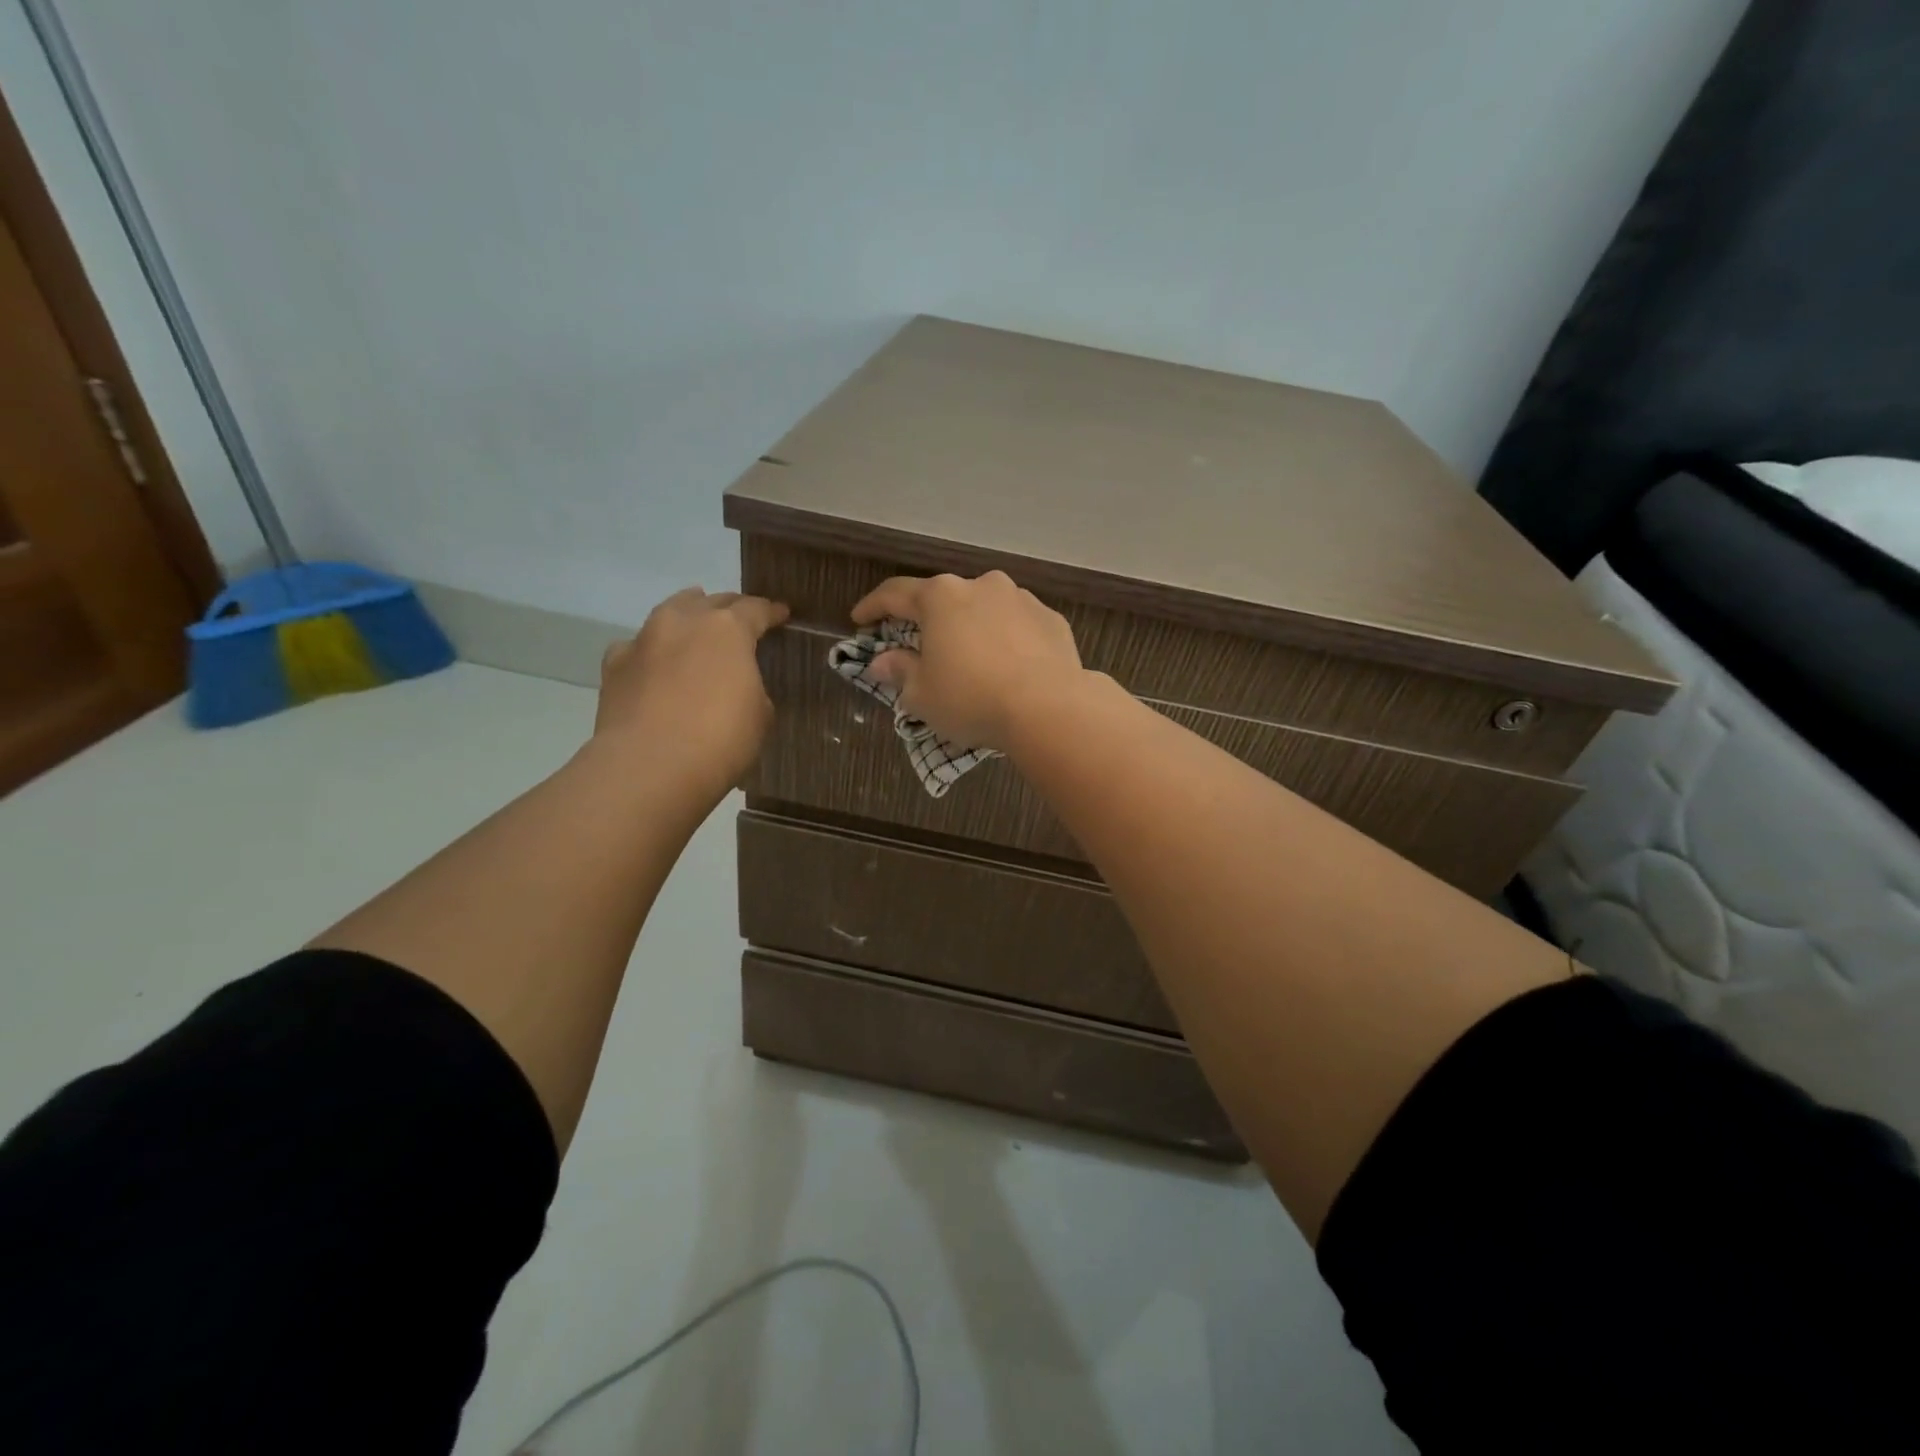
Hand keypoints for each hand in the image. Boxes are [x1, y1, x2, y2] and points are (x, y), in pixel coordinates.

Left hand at [595, 588, 789, 797]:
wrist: (650, 768)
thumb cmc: (720, 740)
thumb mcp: (760, 715)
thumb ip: (752, 688)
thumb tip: (738, 687)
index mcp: (728, 629)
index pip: (756, 609)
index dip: (771, 612)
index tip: (781, 614)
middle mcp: (684, 622)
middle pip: (711, 602)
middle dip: (729, 609)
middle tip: (742, 622)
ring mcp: (644, 640)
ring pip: (671, 613)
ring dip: (688, 619)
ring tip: (697, 630)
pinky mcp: (614, 665)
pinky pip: (638, 647)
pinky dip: (652, 652)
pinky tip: (656, 667)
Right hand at [851, 570, 1084, 749]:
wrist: (1049, 708)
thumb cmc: (972, 699)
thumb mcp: (922, 694)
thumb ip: (899, 671)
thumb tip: (881, 662)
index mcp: (941, 598)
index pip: (895, 594)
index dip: (873, 607)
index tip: (860, 619)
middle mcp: (981, 586)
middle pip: (944, 599)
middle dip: (929, 621)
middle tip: (920, 647)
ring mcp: (1021, 599)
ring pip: (984, 609)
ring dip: (971, 629)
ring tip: (972, 660)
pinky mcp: (1051, 619)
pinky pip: (1017, 626)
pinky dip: (1006, 641)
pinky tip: (1009, 667)